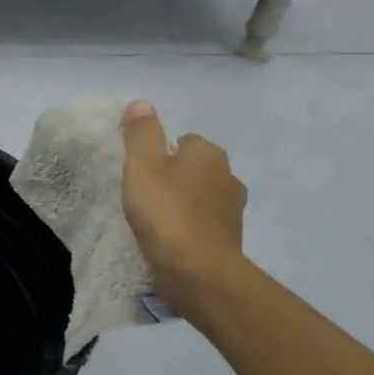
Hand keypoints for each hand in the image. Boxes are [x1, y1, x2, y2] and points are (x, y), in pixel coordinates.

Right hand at [120, 101, 248, 317]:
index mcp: (207, 153)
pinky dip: (190, 227)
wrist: (198, 271)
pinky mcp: (231, 238)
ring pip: (201, 196)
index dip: (159, 153)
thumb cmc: (166, 212)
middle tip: (144, 196)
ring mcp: (233, 209)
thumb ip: (141, 134)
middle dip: (174, 177)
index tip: (140, 172)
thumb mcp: (141, 166)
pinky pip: (205, 223)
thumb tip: (142, 103)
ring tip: (155, 221)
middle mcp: (228, 175)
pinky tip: (170, 240)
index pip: (182, 140)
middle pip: (194, 168)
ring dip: (184, 203)